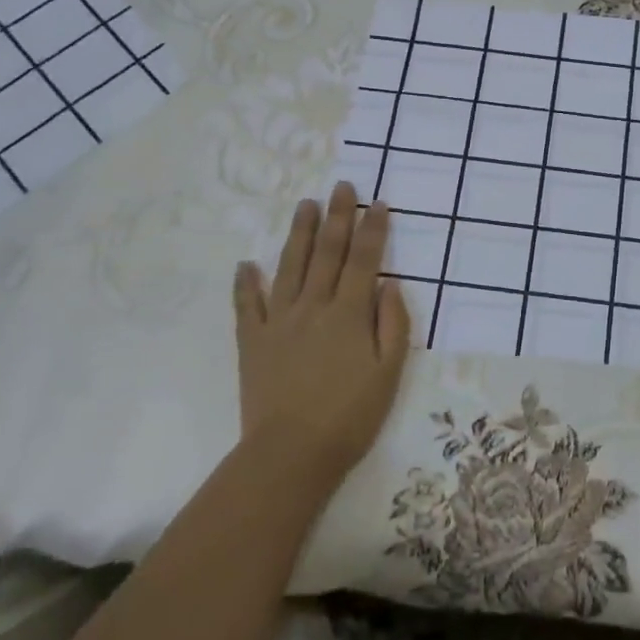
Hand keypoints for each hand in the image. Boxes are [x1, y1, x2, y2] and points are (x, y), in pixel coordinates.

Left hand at [233, 184, 410, 481]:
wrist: (292, 453)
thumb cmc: (351, 416)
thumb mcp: (389, 373)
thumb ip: (393, 324)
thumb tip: (388, 283)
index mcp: (349, 314)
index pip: (364, 260)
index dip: (373, 229)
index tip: (378, 202)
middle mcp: (313, 306)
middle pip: (327, 253)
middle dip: (337, 217)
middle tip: (341, 186)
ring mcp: (278, 321)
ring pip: (290, 267)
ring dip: (299, 234)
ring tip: (305, 205)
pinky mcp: (252, 341)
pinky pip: (247, 305)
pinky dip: (246, 283)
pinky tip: (246, 264)